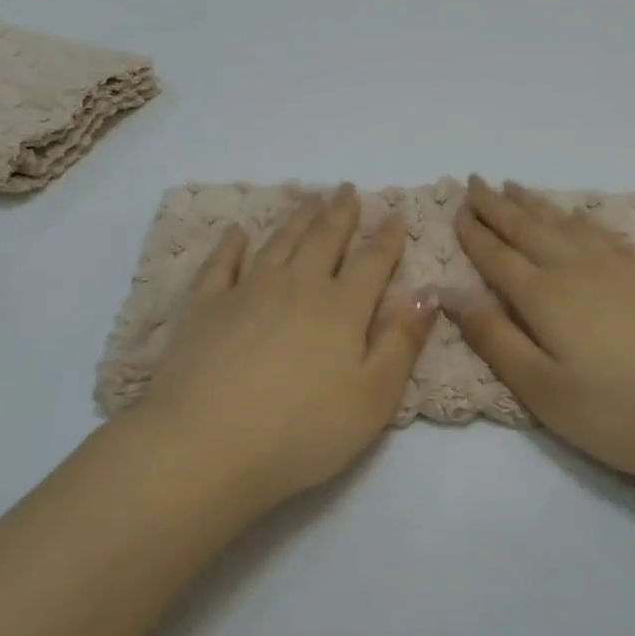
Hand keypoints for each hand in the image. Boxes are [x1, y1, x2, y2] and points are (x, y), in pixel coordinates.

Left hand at [131, 185, 439, 506]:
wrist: (205, 446)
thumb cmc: (302, 431)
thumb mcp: (373, 398)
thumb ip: (402, 342)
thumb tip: (429, 292)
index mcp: (341, 308)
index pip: (372, 262)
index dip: (387, 237)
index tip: (395, 214)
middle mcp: (297, 286)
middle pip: (324, 240)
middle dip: (339, 213)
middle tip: (346, 189)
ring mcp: (246, 291)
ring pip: (279, 242)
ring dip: (297, 219)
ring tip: (309, 199)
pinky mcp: (205, 306)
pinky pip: (221, 263)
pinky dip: (231, 244)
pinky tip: (237, 232)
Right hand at [447, 177, 634, 529]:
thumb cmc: (621, 414)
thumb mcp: (542, 390)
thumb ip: (493, 337)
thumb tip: (448, 291)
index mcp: (545, 295)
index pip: (498, 255)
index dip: (474, 232)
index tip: (456, 207)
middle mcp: (578, 268)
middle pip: (529, 228)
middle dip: (498, 205)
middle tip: (476, 182)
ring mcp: (620, 266)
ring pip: (566, 223)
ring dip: (536, 204)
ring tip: (515, 188)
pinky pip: (603, 231)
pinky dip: (579, 217)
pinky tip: (578, 217)